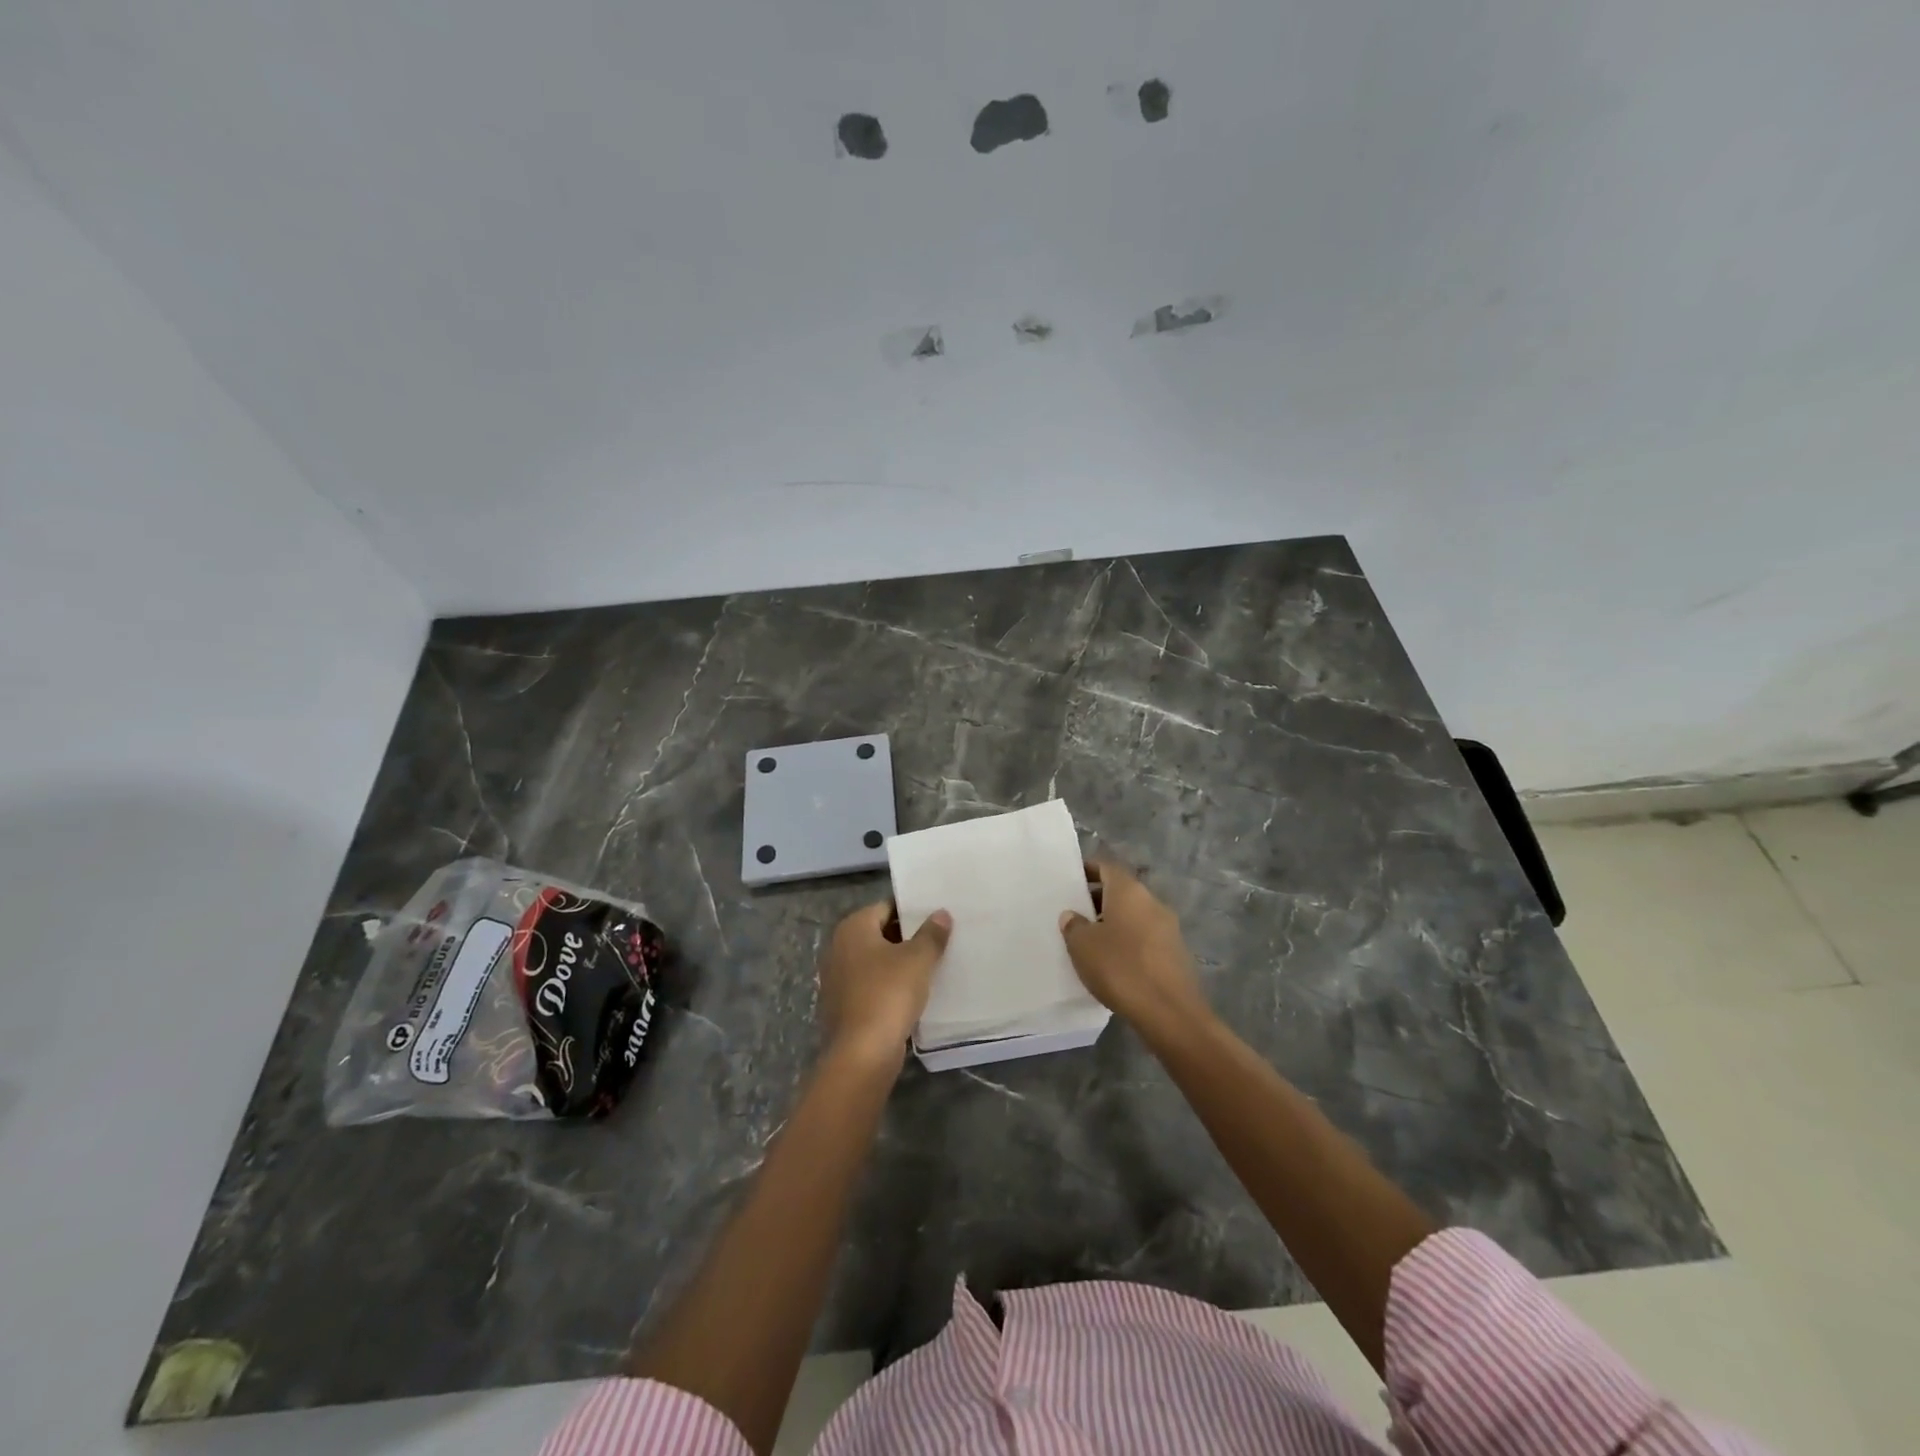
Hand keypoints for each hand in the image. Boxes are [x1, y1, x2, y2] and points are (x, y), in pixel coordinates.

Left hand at [818, 902, 952, 1066]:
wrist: (862, 1053)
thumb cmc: (888, 994)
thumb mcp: (918, 959)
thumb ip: (931, 934)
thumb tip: (941, 914)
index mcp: (852, 928)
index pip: (886, 907)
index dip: (912, 911)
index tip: (936, 918)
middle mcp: (838, 947)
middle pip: (879, 934)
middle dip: (907, 938)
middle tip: (939, 941)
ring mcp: (837, 978)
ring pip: (875, 962)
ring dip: (898, 964)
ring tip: (931, 966)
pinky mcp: (842, 1005)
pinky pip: (870, 985)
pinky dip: (888, 986)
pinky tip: (912, 994)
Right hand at [1059, 861, 1205, 1027]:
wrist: (1170, 1013)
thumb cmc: (1120, 968)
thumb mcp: (1082, 946)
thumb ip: (1074, 925)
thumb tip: (1073, 915)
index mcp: (1129, 891)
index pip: (1107, 867)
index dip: (1088, 870)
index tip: (1071, 880)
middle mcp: (1152, 902)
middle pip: (1122, 891)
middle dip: (1099, 900)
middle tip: (1076, 915)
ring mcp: (1169, 928)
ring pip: (1135, 915)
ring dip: (1114, 923)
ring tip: (1091, 942)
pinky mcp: (1176, 953)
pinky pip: (1146, 937)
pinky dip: (1129, 942)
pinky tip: (1114, 963)